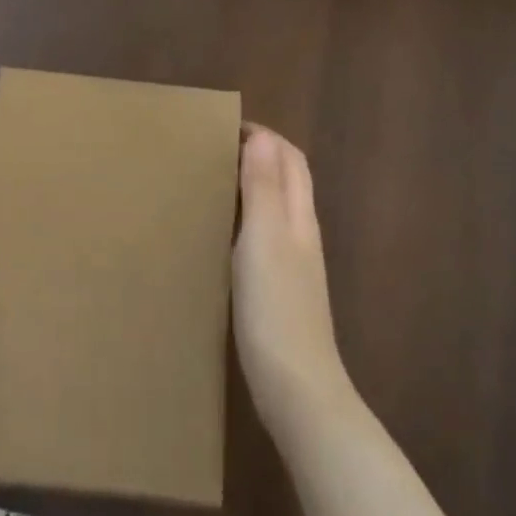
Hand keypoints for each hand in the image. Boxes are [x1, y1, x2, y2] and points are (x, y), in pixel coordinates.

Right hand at [232, 124, 352, 435]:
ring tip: (214, 181)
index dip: (265, 137)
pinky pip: (266, 236)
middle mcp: (301, 234)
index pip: (290, 159)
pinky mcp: (281, 291)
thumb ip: (263, 187)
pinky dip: (247, 218)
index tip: (224, 127)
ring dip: (253, 185)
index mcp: (299, 217)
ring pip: (277, 208)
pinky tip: (223, 233)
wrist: (296, 387)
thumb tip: (262, 135)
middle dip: (260, 155)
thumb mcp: (264, 239)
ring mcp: (294, 265)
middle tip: (216, 149)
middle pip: (288, 180)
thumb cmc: (276, 307)